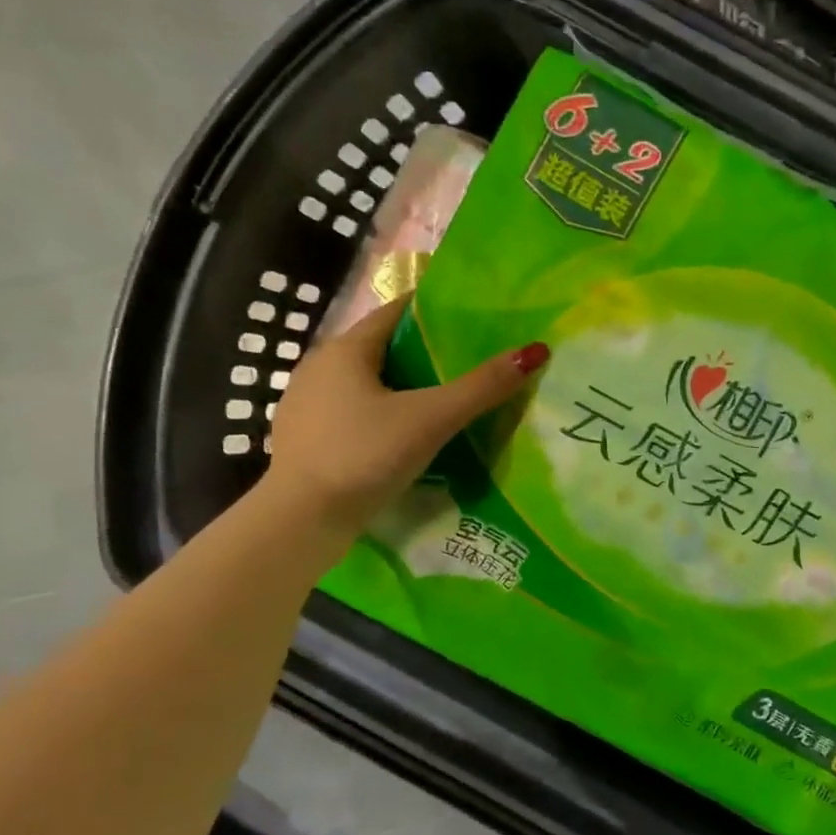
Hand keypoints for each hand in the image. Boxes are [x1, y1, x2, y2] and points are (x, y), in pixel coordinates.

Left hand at [264, 297, 548, 530]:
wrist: (300, 522)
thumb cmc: (364, 456)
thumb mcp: (430, 419)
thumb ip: (481, 387)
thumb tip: (535, 351)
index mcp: (344, 350)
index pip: (395, 312)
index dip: (434, 312)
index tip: (473, 319)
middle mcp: (319, 368)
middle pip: (382, 348)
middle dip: (424, 352)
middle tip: (469, 362)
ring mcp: (307, 405)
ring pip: (366, 383)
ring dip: (403, 387)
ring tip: (445, 399)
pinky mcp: (306, 439)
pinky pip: (353, 412)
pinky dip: (382, 414)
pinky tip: (405, 436)